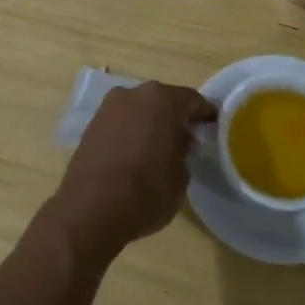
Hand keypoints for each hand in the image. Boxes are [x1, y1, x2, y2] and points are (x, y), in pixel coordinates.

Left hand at [46, 81, 213, 259]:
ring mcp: (109, 108)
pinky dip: (131, 131)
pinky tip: (136, 152)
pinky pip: (120, 122)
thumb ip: (184, 150)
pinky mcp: (91, 125)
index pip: (192, 100)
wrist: (90, 209)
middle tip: (187, 136)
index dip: (205, 113)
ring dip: (150, 122)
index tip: (213, 124)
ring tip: (159, 146)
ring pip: (138, 110)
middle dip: (175, 116)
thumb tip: (180, 140)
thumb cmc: (146, 191)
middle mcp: (134, 94)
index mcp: (162, 100)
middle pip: (162, 100)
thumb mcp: (180, 176)